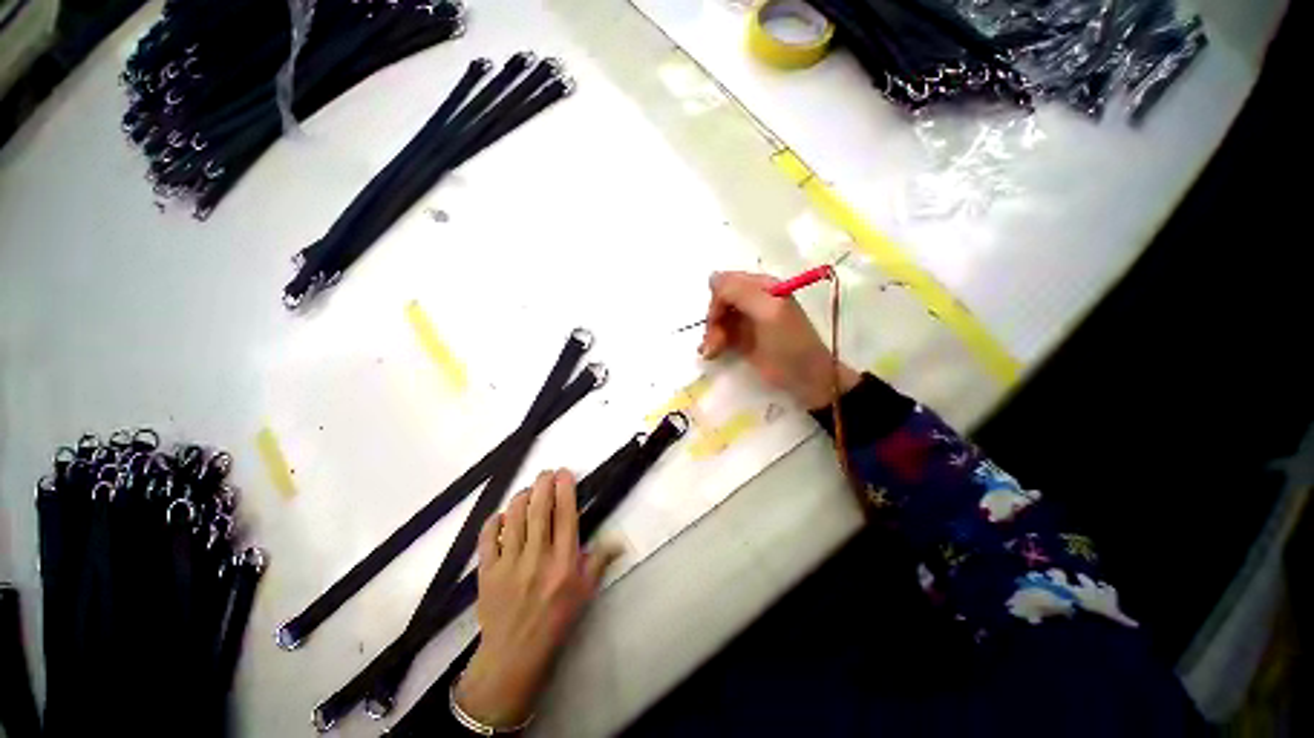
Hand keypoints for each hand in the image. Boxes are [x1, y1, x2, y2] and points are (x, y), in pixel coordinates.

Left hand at [454, 470, 622, 727]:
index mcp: (563, 562)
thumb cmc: (556, 619)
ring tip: (527, 490)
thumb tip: (619, 540)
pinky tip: (501, 515)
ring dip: (520, 498)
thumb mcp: (585, 592)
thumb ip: (600, 561)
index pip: (565, 516)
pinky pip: (488, 539)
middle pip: (538, 511)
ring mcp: (509, 565)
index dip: (565, 489)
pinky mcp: (487, 572)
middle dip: (542, 485)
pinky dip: (493, 521)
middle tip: (546, 473)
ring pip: (513, 519)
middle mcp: (537, 558)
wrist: (515, 653)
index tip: (564, 473)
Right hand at [699, 271, 858, 409]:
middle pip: (720, 302)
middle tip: (714, 344)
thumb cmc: (789, 344)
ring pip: (718, 319)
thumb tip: (712, 278)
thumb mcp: (768, 312)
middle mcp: (753, 299)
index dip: (717, 302)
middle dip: (714, 321)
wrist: (805, 378)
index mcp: (762, 286)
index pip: (726, 283)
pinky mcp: (743, 339)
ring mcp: (748, 320)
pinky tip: (711, 353)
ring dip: (711, 334)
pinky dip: (713, 342)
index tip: (715, 324)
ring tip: (712, 353)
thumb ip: (741, 292)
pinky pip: (721, 334)